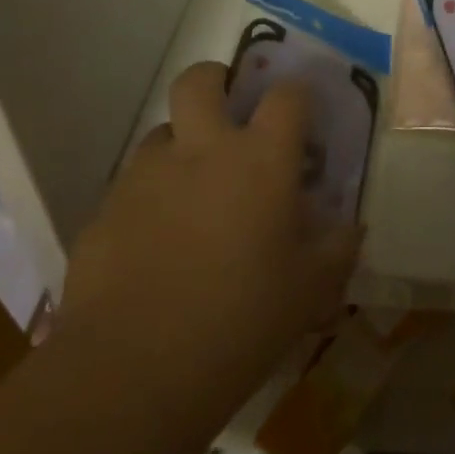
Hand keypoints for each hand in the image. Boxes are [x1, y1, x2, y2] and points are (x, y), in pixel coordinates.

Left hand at [57, 63, 361, 397]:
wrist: (132, 374)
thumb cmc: (241, 321)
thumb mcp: (311, 290)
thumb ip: (338, 249)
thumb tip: (352, 228)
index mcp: (261, 158)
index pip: (287, 94)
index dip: (297, 95)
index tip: (302, 114)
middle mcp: (202, 150)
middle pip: (200, 79)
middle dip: (215, 80)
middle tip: (227, 109)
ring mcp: (146, 177)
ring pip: (161, 132)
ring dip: (179, 146)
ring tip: (190, 189)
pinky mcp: (103, 213)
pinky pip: (129, 187)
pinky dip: (147, 199)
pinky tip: (153, 245)